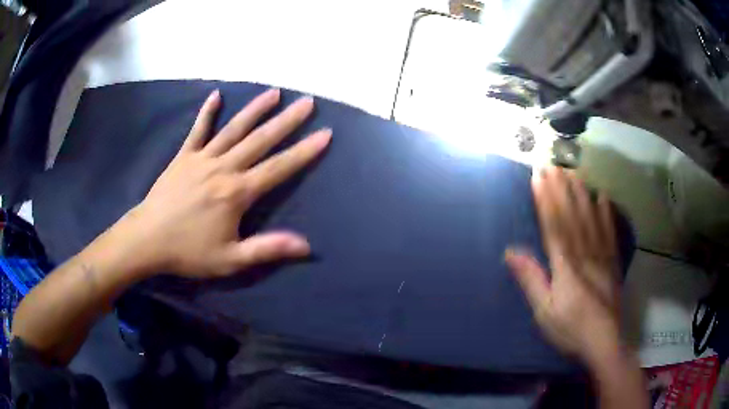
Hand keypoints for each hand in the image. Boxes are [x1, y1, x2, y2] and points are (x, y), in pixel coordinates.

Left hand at [122, 88, 331, 278]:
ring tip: (274, 92)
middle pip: (260, 140)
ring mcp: (202, 158)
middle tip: (307, 101)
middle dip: (287, 120)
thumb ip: (267, 248)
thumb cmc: (188, 252)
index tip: (325, 133)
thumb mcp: (230, 260)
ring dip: (255, 109)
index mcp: (237, 192)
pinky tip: (216, 94)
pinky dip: (207, 112)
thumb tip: (306, 245)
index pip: (278, 167)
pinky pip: (198, 130)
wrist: (147, 240)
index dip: (304, 151)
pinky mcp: (184, 156)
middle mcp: (223, 168)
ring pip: (234, 129)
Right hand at [505, 166, 621, 364]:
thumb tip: (510, 252)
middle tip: (553, 165)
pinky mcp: (613, 261)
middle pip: (572, 216)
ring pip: (591, 218)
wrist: (605, 340)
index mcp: (566, 264)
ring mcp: (602, 255)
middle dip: (561, 189)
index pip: (554, 225)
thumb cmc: (571, 327)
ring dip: (581, 194)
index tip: (538, 177)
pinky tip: (603, 197)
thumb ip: (531, 279)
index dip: (545, 199)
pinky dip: (606, 213)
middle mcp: (585, 252)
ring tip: (574, 173)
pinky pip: (610, 232)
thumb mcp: (544, 311)